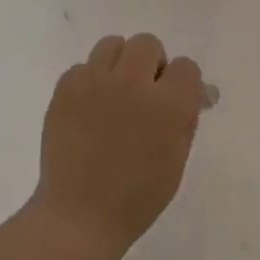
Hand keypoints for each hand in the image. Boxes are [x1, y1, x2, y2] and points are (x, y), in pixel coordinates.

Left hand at [31, 33, 207, 256]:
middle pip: (147, 44)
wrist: (80, 215)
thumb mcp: (177, 160)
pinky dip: (90, 81)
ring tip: (116, 94)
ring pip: (112, 45)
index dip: (185, 84)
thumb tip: (194, 94)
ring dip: (120, 64)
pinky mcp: (64, 89)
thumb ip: (186, 119)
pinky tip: (90, 109)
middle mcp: (132, 83)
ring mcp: (94, 83)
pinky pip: (82, 67)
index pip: (187, 67)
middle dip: (152, 65)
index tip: (178, 102)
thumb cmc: (138, 197)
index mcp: (168, 105)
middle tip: (146, 95)